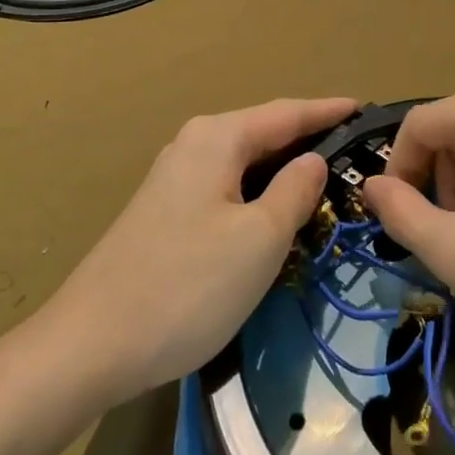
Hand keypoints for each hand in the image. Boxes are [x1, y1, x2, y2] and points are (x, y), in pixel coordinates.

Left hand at [38, 96, 356, 406]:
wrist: (89, 346)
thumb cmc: (187, 286)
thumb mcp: (259, 239)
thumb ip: (294, 190)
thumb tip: (313, 159)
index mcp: (217, 138)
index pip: (287, 113)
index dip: (328, 111)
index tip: (366, 108)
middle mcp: (193, 145)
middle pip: (263, 132)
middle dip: (308, 137)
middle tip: (356, 149)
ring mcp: (173, 179)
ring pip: (244, 162)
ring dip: (283, 167)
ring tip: (326, 177)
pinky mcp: (164, 212)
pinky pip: (226, 187)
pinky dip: (258, 191)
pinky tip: (274, 211)